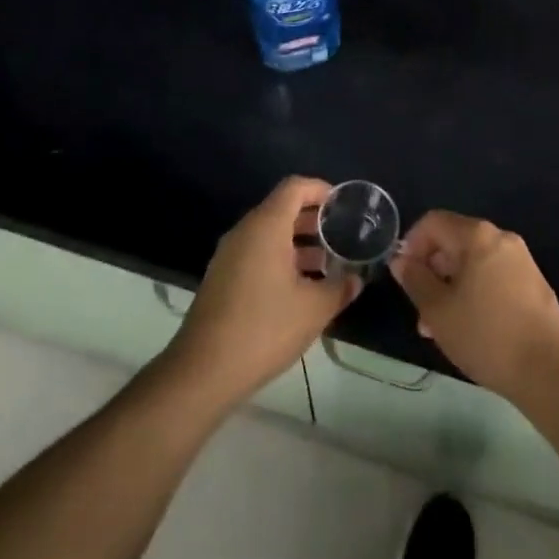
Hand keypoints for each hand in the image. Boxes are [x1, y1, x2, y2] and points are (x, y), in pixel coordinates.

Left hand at [165, 176, 359, 409]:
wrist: (203, 371)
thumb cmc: (264, 329)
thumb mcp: (313, 309)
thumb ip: (339, 288)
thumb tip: (355, 279)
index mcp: (266, 226)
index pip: (294, 187)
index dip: (320, 189)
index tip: (342, 204)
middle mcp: (245, 231)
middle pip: (281, 208)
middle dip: (312, 219)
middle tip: (340, 235)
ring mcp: (229, 255)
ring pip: (268, 234)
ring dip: (297, 242)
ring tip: (325, 265)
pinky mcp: (221, 278)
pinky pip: (255, 253)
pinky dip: (279, 258)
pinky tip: (298, 288)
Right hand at [391, 211, 558, 402]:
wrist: (551, 372)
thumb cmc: (487, 335)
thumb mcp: (438, 311)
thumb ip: (415, 280)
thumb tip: (401, 260)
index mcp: (477, 235)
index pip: (433, 222)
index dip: (412, 244)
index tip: (404, 276)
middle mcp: (501, 238)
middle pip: (454, 241)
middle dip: (432, 270)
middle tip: (420, 308)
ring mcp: (521, 261)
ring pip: (473, 263)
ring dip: (451, 286)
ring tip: (439, 327)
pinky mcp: (533, 284)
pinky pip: (493, 277)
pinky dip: (474, 293)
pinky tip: (468, 328)